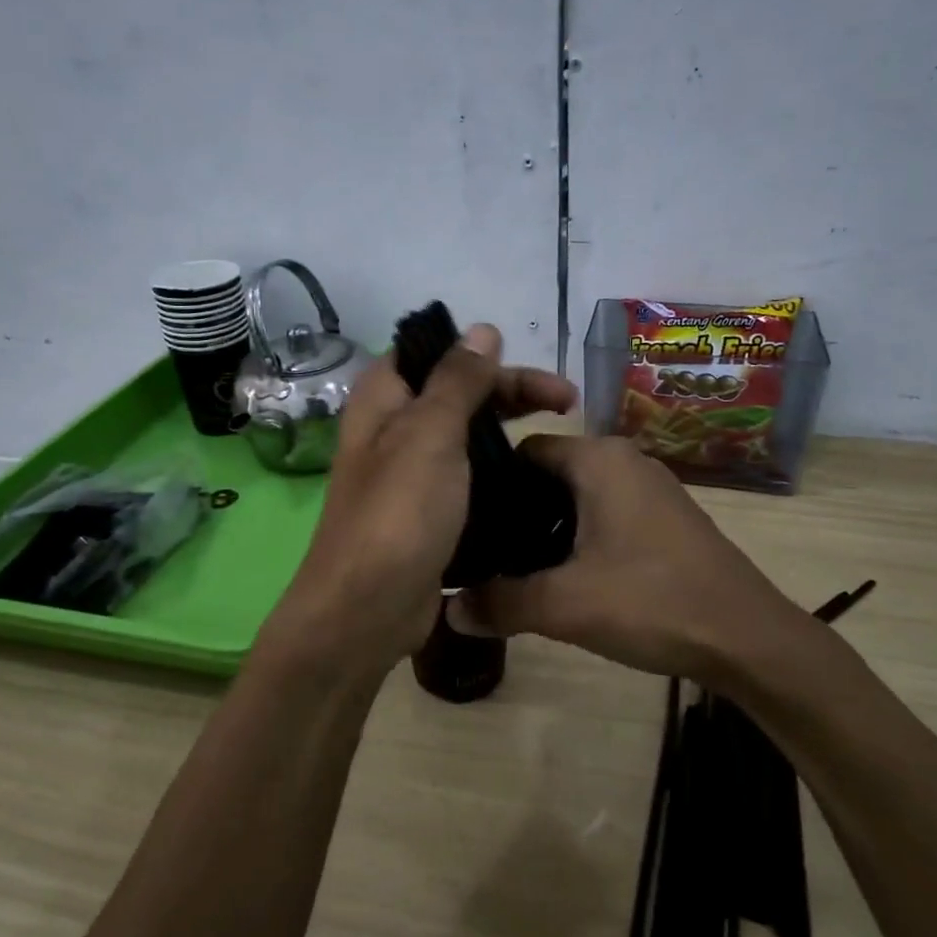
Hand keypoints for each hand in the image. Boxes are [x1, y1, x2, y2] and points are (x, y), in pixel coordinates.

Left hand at [260, 325, 576, 677]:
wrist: (368, 608)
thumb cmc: (399, 511)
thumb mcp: (431, 433)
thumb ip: (458, 379)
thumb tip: (483, 329)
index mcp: (384, 399)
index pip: (433, 353)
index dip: (480, 353)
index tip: (528, 364)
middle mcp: (393, 429)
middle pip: (458, 393)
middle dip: (511, 392)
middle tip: (569, 401)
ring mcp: (410, 473)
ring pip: (466, 437)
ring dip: (508, 433)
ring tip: (561, 439)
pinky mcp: (428, 511)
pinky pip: (468, 477)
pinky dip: (498, 472)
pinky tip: (534, 478)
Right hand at [457, 436, 808, 682]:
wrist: (750, 639)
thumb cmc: (653, 603)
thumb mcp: (566, 605)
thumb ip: (501, 603)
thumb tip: (448, 611)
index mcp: (598, 459)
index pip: (523, 450)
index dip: (489, 482)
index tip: (463, 521)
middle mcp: (624, 459)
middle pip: (549, 472)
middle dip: (516, 509)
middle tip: (483, 551)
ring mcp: (650, 487)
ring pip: (577, 494)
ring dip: (546, 526)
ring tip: (515, 568)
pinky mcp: (665, 516)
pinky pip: (605, 511)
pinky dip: (578, 534)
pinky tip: (565, 576)